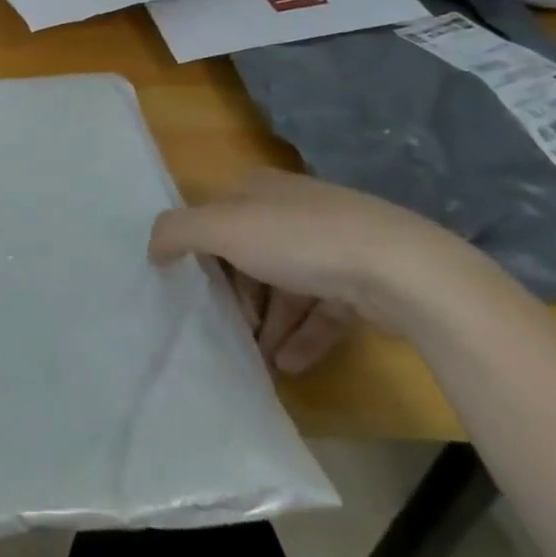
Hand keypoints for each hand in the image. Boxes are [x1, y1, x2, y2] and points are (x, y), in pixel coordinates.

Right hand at [149, 169, 490, 358]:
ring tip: (258, 360)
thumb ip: (177, 231)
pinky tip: (290, 366)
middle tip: (227, 328)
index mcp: (261, 190)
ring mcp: (333, 247)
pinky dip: (303, 338)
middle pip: (251, 254)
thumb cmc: (301, 240)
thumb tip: (153, 248)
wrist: (402, 270)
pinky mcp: (362, 284)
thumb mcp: (223, 228)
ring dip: (269, 324)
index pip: (219, 216)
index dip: (203, 250)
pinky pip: (322, 313)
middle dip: (238, 295)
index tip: (194, 288)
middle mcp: (295, 211)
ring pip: (287, 287)